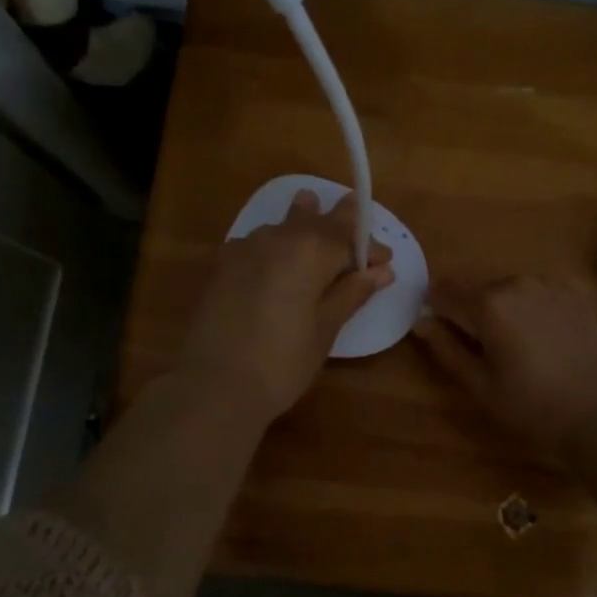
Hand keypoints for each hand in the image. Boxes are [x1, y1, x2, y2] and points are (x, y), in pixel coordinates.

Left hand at [174, 191, 392, 422]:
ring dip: (302, 224)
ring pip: (282, 227)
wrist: (212, 386)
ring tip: (313, 211)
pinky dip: (273, 242)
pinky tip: (274, 254)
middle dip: (337, 222)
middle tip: (353, 213)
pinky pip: (256, 242)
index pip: (349, 237)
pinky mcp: (221, 265)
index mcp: (310, 250)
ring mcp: (244, 248)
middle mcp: (277, 238)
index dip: (369, 247)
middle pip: (314, 221)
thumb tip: (381, 271)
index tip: (385, 262)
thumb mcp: (325, 329)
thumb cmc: (281, 362)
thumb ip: (351, 293)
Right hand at [414, 275, 596, 461]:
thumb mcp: (479, 384)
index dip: (436, 311)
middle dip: (470, 310)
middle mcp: (515, 281)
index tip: (441, 333)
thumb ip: (445, 347)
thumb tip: (420, 320)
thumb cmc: (531, 406)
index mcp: (488, 303)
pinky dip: (530, 305)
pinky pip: (537, 291)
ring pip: (507, 287)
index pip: (443, 292)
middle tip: (481, 347)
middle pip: (476, 287)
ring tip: (515, 344)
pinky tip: (542, 335)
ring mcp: (548, 283)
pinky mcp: (573, 291)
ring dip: (501, 306)